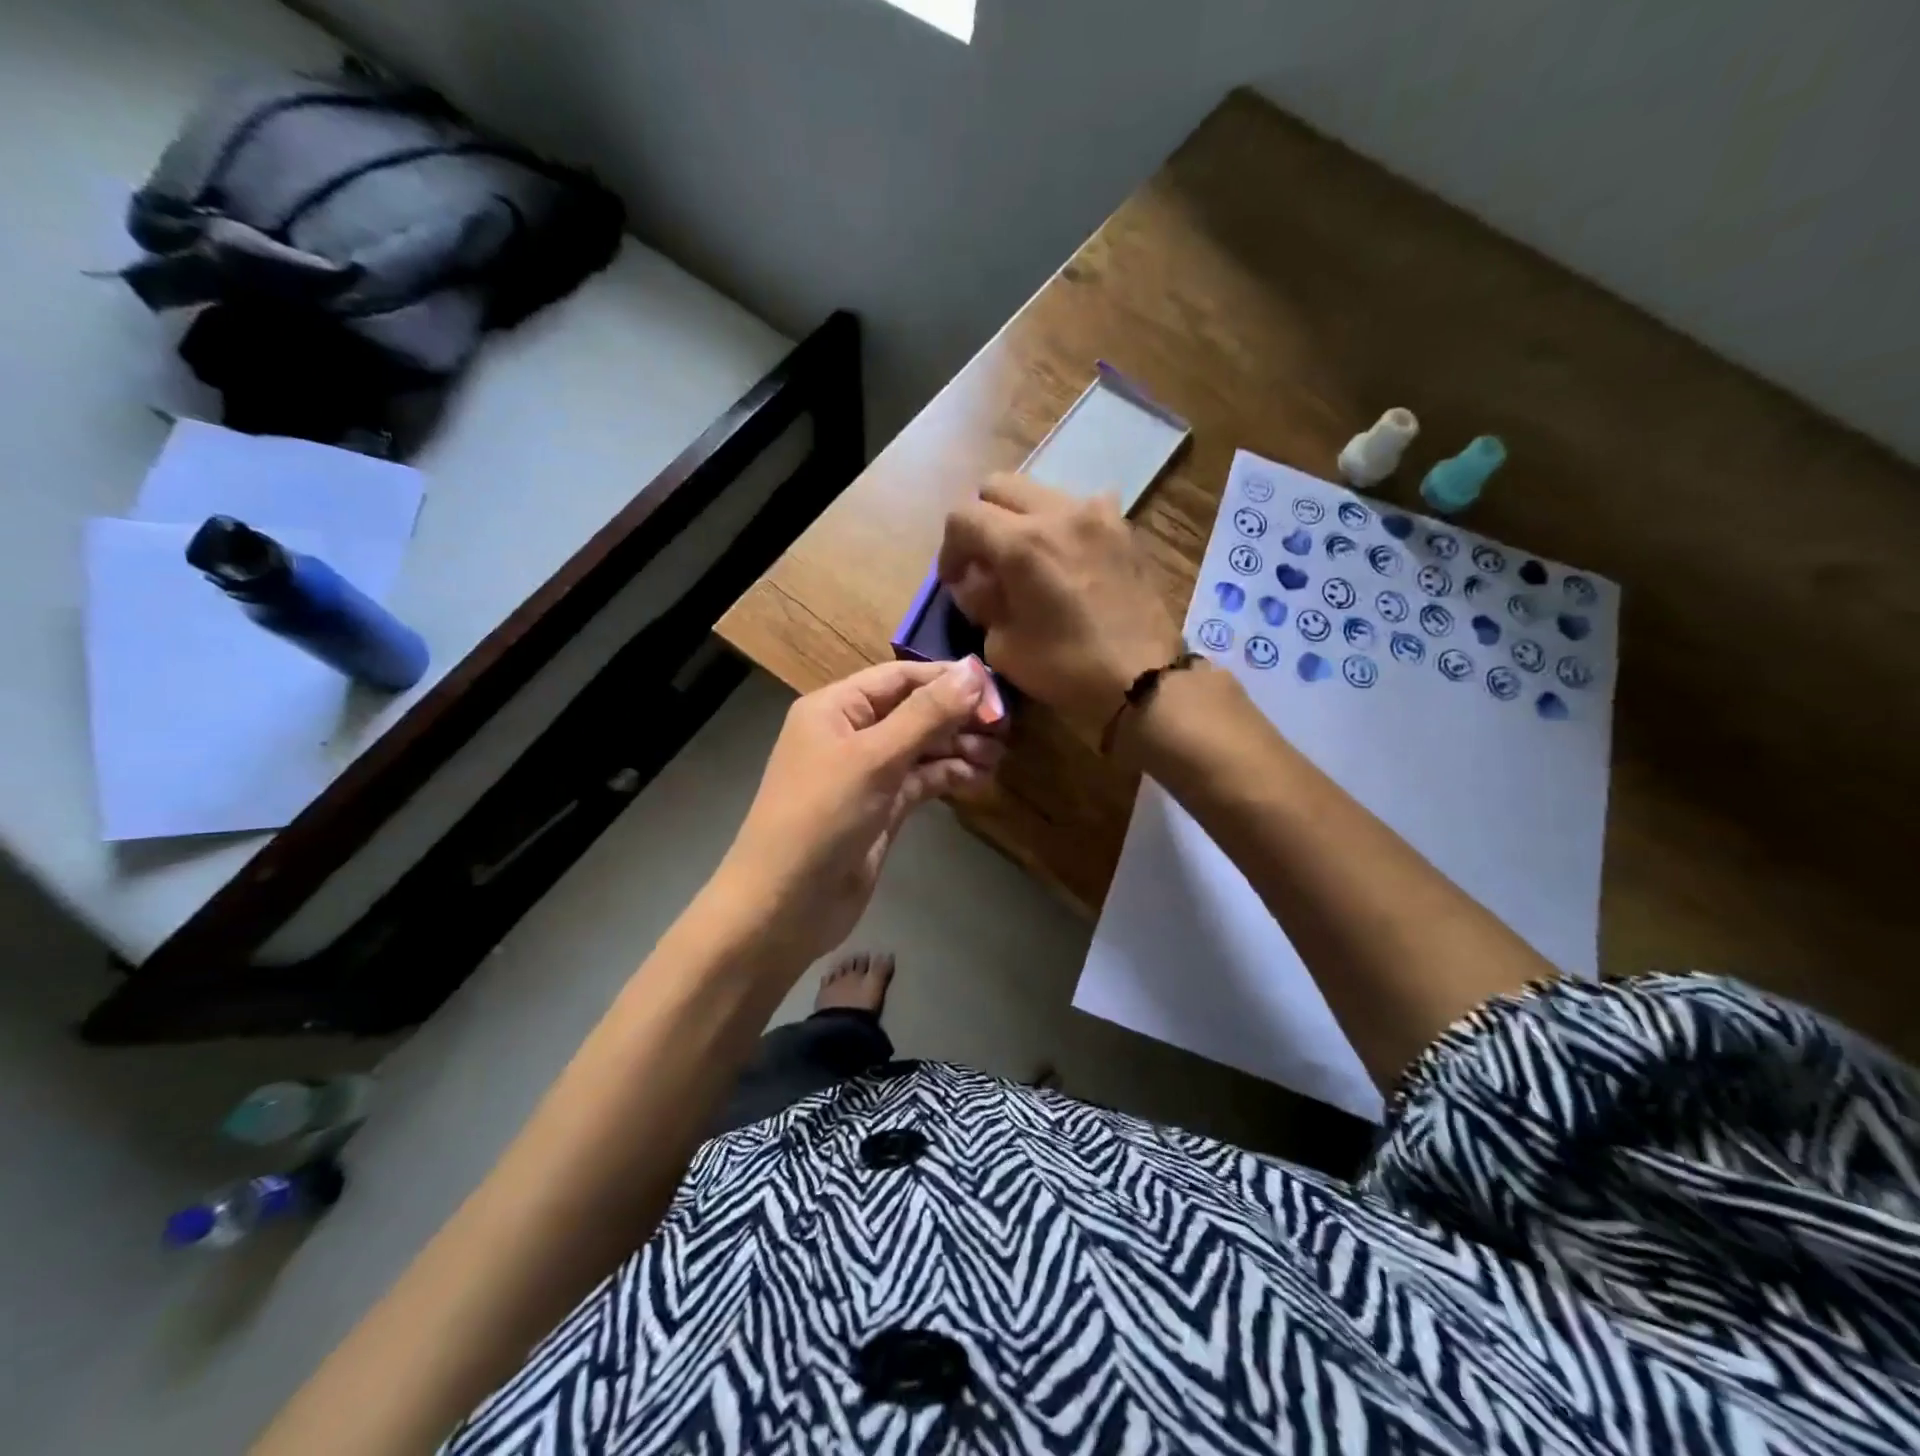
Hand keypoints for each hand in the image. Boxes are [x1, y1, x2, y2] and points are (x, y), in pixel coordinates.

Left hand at [712, 658, 1004, 965]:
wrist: (785, 905)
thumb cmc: (821, 818)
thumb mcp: (875, 759)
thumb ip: (926, 714)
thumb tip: (973, 670)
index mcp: (837, 708)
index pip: (900, 677)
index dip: (948, 679)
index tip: (996, 690)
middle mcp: (851, 733)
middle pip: (915, 710)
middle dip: (958, 716)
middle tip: (1006, 728)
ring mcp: (867, 774)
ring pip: (922, 747)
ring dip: (959, 747)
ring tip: (1000, 755)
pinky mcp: (881, 808)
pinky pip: (921, 780)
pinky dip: (949, 776)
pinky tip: (980, 778)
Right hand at [939, 474, 1183, 726]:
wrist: (1144, 679)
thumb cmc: (1066, 669)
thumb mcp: (1002, 645)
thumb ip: (980, 600)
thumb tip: (973, 578)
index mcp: (1022, 543)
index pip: (963, 516)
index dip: (949, 548)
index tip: (955, 580)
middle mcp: (1058, 512)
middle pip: (999, 487)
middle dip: (982, 521)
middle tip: (985, 561)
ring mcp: (1097, 514)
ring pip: (1040, 493)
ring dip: (1021, 519)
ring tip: (1027, 561)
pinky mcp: (1123, 527)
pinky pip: (1079, 508)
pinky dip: (1061, 526)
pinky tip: (1066, 559)